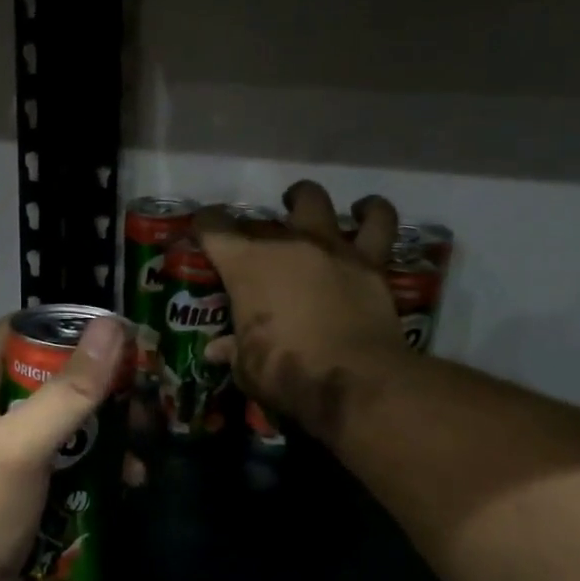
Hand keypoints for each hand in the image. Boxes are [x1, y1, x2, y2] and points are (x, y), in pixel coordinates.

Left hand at [0, 314, 129, 580]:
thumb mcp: (22, 443)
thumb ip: (69, 388)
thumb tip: (114, 328)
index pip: (25, 329)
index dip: (73, 327)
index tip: (126, 336)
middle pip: (50, 374)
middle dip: (99, 383)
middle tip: (147, 391)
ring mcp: (2, 445)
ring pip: (62, 417)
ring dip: (103, 427)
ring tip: (145, 439)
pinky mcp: (18, 481)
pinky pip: (62, 456)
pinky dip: (93, 461)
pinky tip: (128, 477)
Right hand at [197, 180, 404, 441]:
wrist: (354, 380)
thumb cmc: (286, 373)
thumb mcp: (246, 368)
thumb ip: (232, 351)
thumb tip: (216, 350)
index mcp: (246, 265)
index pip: (213, 228)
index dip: (204, 226)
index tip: (202, 233)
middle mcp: (286, 244)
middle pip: (261, 220)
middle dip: (251, 229)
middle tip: (252, 247)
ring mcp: (331, 247)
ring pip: (315, 201)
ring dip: (305, 200)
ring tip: (301, 207)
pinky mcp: (370, 261)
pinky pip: (377, 222)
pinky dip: (371, 212)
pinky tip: (365, 211)